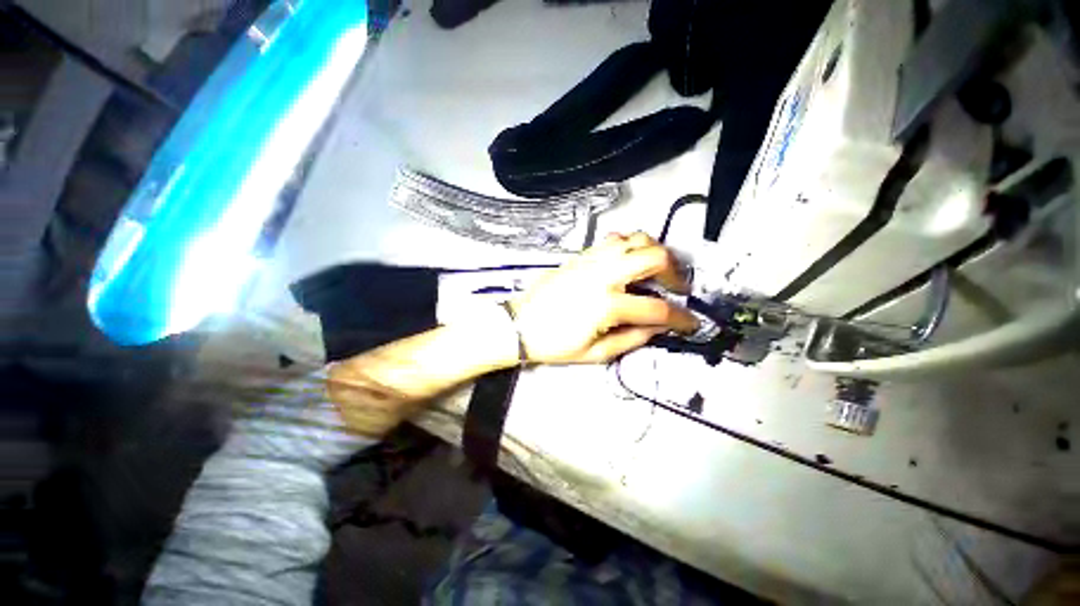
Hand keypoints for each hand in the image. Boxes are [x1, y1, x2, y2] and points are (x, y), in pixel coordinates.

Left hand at [509, 232, 698, 363]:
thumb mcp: (595, 353)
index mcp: (606, 304)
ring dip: (653, 251)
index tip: (692, 322)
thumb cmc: (554, 343)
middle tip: (676, 287)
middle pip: (654, 256)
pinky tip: (629, 261)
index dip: (681, 317)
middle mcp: (602, 274)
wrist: (519, 325)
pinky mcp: (581, 256)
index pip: (657, 308)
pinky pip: (613, 239)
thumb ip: (632, 339)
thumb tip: (658, 327)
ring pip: (634, 238)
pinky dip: (630, 245)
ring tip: (655, 270)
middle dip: (675, 271)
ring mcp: (591, 260)